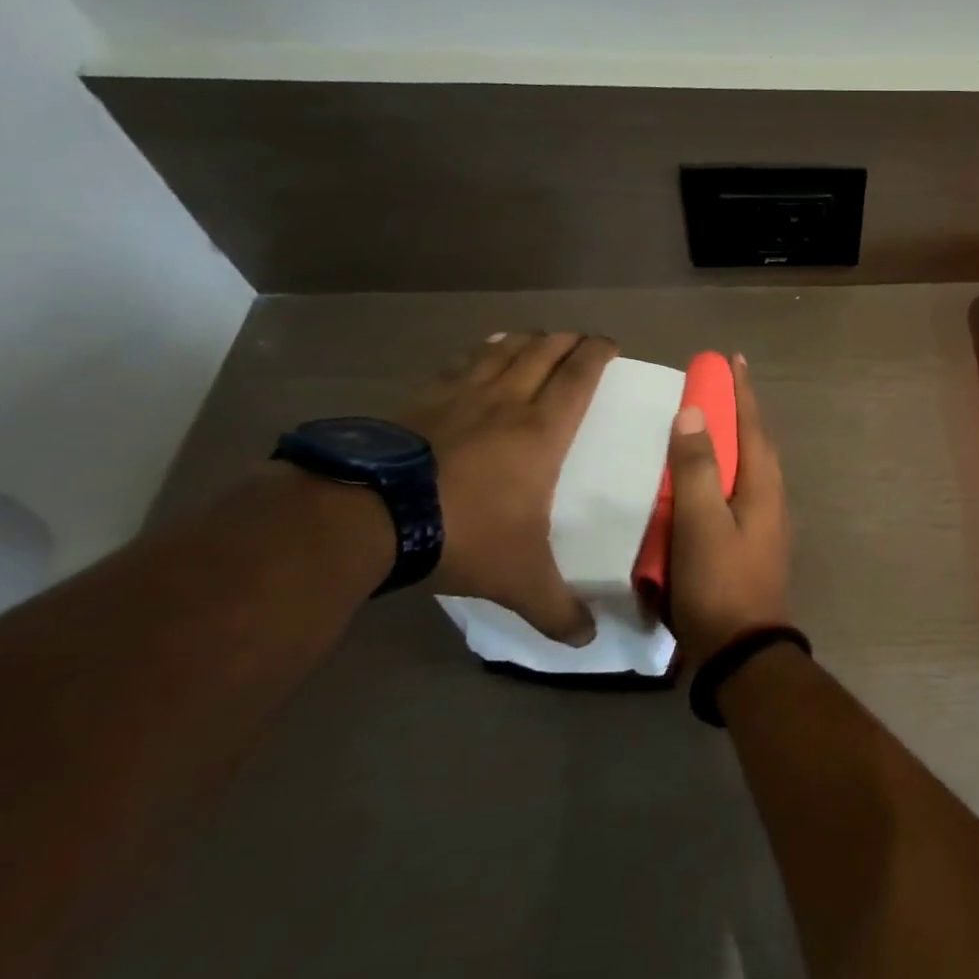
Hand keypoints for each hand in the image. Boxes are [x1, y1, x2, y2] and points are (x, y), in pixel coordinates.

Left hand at [399, 331, 616, 644]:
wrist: (368, 516)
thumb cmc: (462, 534)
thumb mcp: (518, 578)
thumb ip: (556, 608)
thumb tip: (587, 641)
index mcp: (542, 431)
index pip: (579, 377)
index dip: (598, 354)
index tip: (610, 343)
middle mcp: (507, 401)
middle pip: (544, 352)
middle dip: (567, 341)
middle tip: (581, 339)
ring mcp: (459, 395)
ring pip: (503, 350)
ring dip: (526, 340)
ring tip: (537, 337)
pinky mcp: (420, 400)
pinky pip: (460, 363)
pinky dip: (480, 351)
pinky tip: (481, 351)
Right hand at [664, 356, 791, 666]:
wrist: (742, 651)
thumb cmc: (719, 582)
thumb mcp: (700, 522)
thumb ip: (697, 468)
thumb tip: (694, 412)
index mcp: (763, 486)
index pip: (751, 425)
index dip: (742, 391)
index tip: (733, 359)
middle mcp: (771, 498)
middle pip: (756, 443)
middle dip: (740, 411)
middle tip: (720, 386)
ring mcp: (765, 522)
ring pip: (750, 468)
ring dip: (734, 441)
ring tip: (711, 425)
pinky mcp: (752, 543)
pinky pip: (739, 492)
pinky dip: (725, 473)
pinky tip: (706, 482)